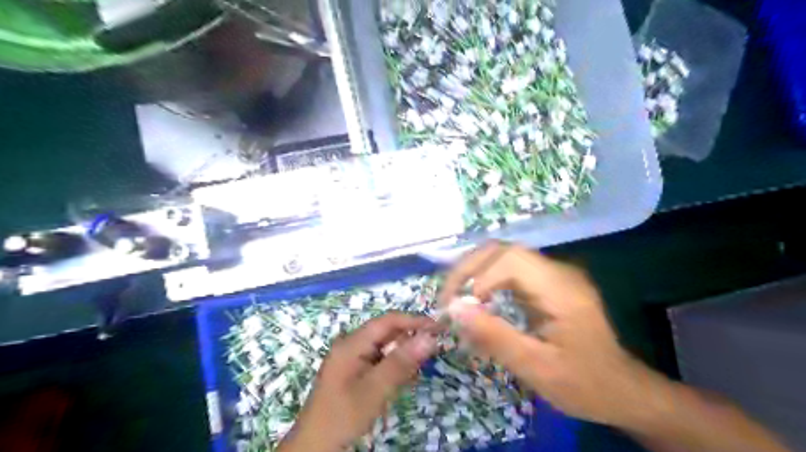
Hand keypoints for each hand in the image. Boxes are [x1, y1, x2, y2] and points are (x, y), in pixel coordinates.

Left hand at [280, 313, 439, 450]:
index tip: (438, 328)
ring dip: (404, 354)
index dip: (414, 321)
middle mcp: (352, 345)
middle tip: (435, 349)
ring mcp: (352, 359)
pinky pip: (380, 362)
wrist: (315, 447)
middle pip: (386, 333)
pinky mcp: (355, 373)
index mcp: (352, 343)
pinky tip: (407, 378)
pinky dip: (395, 367)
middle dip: (411, 338)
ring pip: (385, 348)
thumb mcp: (374, 390)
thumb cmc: (343, 416)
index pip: (388, 321)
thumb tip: (429, 337)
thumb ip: (401, 362)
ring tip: (422, 367)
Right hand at [439, 240, 660, 426]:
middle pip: (503, 250)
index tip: (459, 308)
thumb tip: (454, 308)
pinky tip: (477, 303)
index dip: (477, 276)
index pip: (510, 259)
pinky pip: (509, 272)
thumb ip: (494, 336)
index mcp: (561, 288)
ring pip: (503, 257)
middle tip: (447, 299)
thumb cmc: (584, 384)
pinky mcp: (547, 284)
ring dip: (474, 274)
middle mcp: (557, 272)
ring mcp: (553, 275)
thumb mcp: (537, 368)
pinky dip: (486, 283)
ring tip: (456, 301)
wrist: (623, 390)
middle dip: (468, 270)